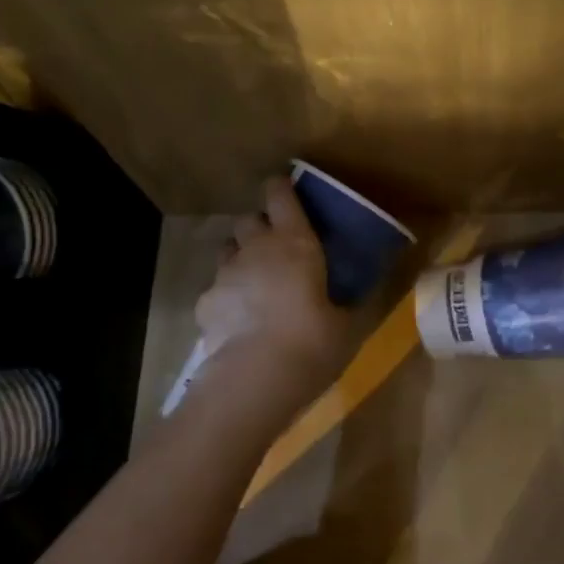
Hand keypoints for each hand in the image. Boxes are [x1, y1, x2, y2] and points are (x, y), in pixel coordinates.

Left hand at [197, 178, 349, 390]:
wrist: (258, 375)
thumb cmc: (315, 340)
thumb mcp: (345, 322)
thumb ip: (348, 302)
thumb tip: (358, 297)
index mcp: (296, 242)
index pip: (280, 195)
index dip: (281, 188)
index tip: (285, 189)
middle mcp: (256, 248)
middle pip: (249, 220)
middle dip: (259, 228)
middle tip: (276, 249)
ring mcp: (225, 274)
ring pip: (228, 250)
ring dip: (241, 258)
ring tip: (256, 283)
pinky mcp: (205, 303)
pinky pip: (216, 289)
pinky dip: (227, 298)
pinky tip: (238, 321)